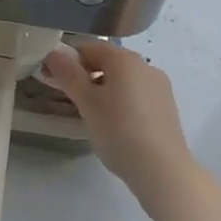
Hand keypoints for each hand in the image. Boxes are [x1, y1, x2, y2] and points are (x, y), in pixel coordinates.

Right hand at [40, 40, 194, 209]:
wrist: (163, 172)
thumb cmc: (119, 132)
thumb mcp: (87, 103)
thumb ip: (68, 75)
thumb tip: (53, 53)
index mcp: (125, 59)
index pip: (89, 47)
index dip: (68, 60)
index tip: (55, 80)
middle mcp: (145, 65)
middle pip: (108, 61)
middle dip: (86, 75)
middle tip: (71, 99)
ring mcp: (159, 86)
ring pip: (123, 79)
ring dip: (103, 89)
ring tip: (93, 116)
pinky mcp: (167, 107)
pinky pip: (137, 94)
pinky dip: (122, 101)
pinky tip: (117, 126)